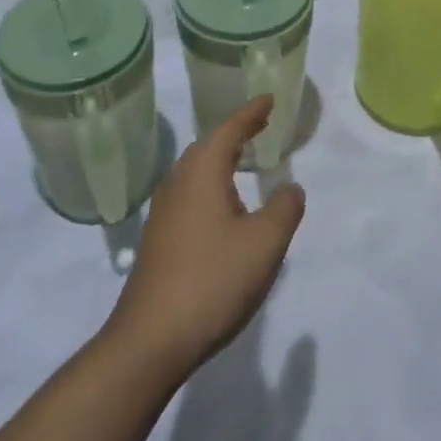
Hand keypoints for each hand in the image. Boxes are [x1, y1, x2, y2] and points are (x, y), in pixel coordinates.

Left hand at [104, 98, 305, 380]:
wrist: (150, 342)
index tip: (269, 99)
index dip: (251, 113)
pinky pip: (190, 194)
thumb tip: (290, 187)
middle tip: (261, 125)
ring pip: (196, 172)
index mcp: (202, 173)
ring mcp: (164, 213)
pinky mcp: (159, 240)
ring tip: (246, 160)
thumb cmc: (212, 281)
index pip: (229, 129)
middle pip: (208, 146)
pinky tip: (225, 208)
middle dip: (235, 133)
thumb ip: (284, 208)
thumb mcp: (265, 243)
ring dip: (222, 160)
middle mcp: (178, 183)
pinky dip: (212, 185)